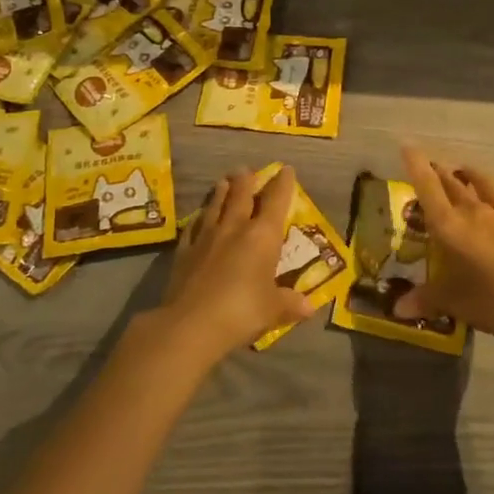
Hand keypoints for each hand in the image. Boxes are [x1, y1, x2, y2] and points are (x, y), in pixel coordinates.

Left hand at [156, 166, 314, 363]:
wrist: (191, 324)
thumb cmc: (242, 311)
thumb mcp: (273, 310)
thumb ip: (290, 303)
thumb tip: (309, 306)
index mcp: (262, 236)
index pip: (276, 201)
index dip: (282, 184)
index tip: (286, 169)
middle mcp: (234, 228)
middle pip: (241, 196)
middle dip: (246, 181)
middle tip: (246, 169)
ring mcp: (206, 238)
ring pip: (215, 207)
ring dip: (221, 193)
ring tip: (223, 181)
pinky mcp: (184, 252)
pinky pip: (193, 229)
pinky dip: (198, 220)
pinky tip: (198, 218)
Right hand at [396, 147, 493, 343]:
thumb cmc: (492, 300)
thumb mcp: (453, 303)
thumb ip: (425, 299)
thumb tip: (397, 309)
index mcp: (450, 227)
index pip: (428, 189)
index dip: (416, 166)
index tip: (408, 147)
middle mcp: (475, 212)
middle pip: (454, 185)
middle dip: (440, 172)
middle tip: (432, 165)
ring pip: (485, 185)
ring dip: (473, 174)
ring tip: (465, 169)